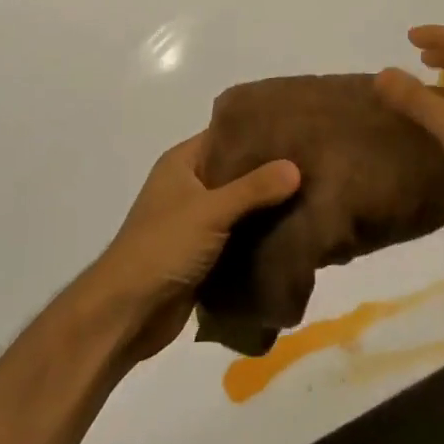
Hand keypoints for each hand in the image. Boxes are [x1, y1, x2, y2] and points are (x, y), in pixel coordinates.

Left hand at [85, 135, 299, 362]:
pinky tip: (295, 233)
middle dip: (271, 172)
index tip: (298, 131)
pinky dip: (260, 237)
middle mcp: (188, 187)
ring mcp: (195, 222)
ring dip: (269, 207)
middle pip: (236, 172)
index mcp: (181, 163)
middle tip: (316, 165)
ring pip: (240, 207)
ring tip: (314, 197)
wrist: (128, 312)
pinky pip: (239, 237)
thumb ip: (254, 188)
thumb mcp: (210, 211)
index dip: (259, 132)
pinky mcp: (203, 255)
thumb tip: (296, 167)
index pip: (226, 135)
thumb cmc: (163, 247)